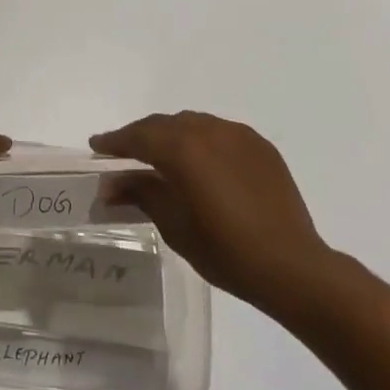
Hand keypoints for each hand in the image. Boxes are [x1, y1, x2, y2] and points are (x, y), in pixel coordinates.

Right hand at [91, 112, 333, 308]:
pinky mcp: (260, 145)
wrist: (292, 266)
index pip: (138, 136)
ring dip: (172, 134)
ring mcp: (237, 134)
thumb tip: (110, 183)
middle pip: (164, 124)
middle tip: (124, 152)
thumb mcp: (174, 225)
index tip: (97, 145)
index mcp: (182, 148)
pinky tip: (202, 162)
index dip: (114, 141)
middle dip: (141, 135)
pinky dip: (202, 141)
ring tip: (162, 154)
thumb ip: (141, 193)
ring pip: (193, 124)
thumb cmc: (226, 251)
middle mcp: (208, 130)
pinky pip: (220, 133)